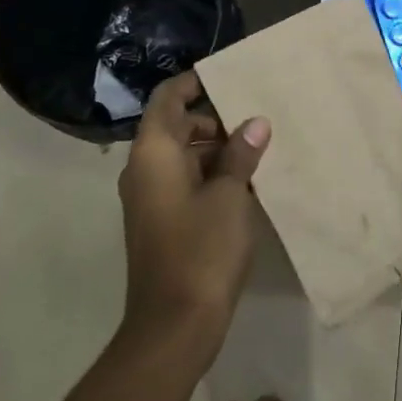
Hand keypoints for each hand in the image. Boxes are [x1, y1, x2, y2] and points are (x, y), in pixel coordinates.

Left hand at [117, 73, 270, 348]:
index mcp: (153, 153)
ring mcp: (149, 198)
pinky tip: (245, 180)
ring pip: (181, 155)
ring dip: (214, 148)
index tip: (226, 75)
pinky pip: (182, 180)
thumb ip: (241, 153)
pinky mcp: (159, 222)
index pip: (167, 98)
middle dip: (213, 118)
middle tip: (255, 117)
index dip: (193, 82)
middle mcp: (144, 169)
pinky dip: (208, 172)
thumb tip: (255, 123)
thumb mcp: (231, 195)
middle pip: (174, 125)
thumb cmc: (202, 249)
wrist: (174, 325)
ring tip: (257, 147)